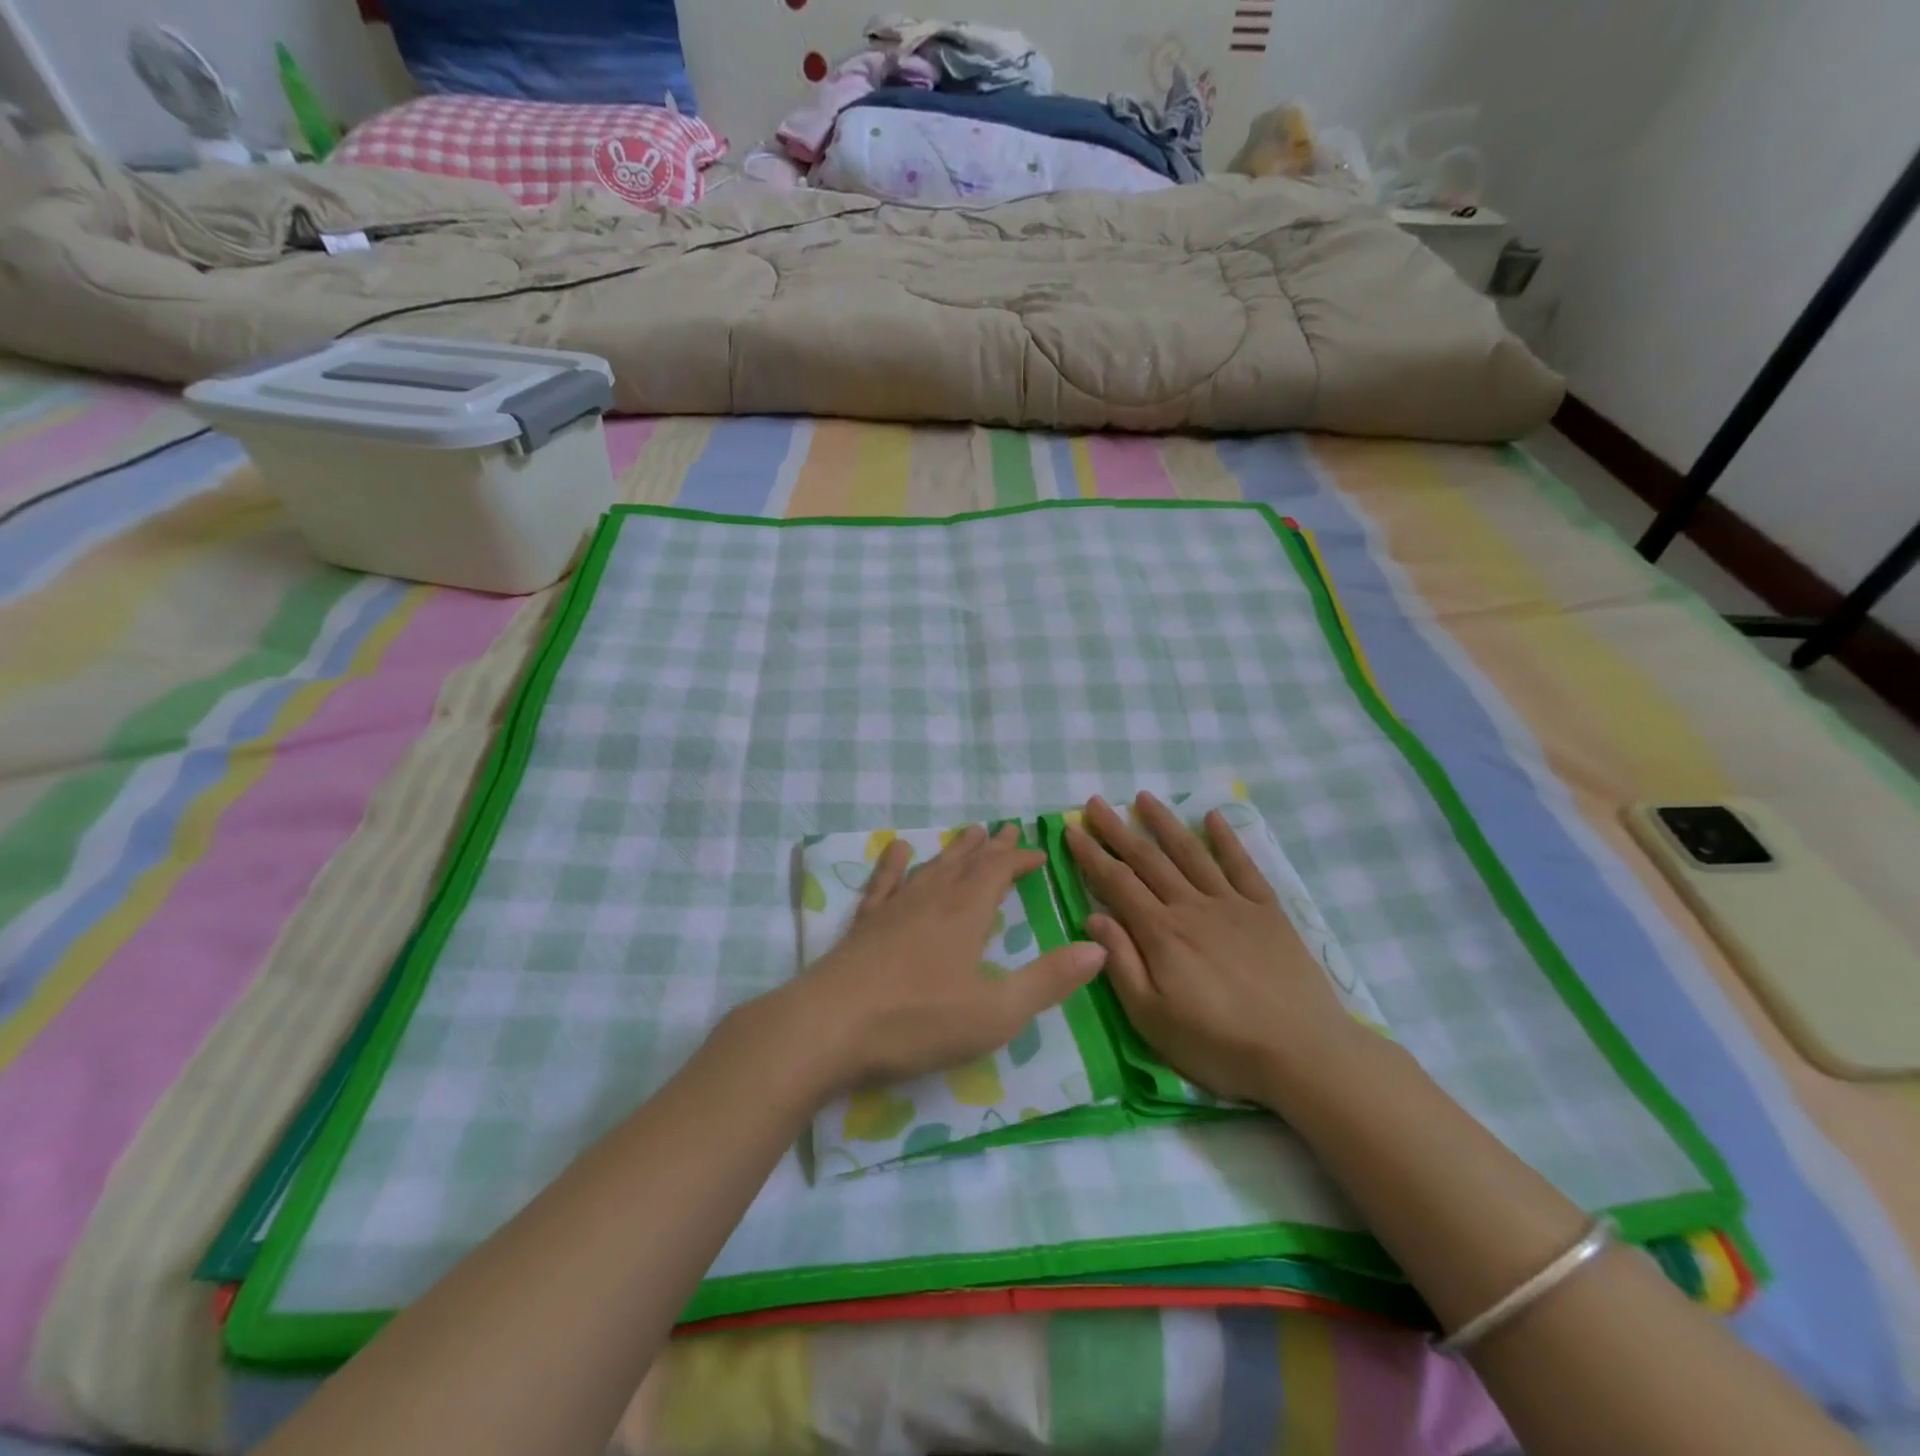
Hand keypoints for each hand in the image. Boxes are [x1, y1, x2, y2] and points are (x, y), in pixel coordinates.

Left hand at [773, 823, 1107, 1093]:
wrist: (828, 1027)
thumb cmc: (917, 1022)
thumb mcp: (995, 1011)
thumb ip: (1048, 981)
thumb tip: (1098, 948)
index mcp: (965, 915)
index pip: (997, 872)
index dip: (1018, 859)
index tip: (1038, 852)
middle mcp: (931, 900)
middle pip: (965, 863)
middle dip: (989, 848)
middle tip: (1005, 829)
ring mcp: (892, 909)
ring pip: (930, 868)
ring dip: (953, 851)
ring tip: (967, 833)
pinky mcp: (863, 926)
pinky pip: (883, 883)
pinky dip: (893, 864)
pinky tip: (896, 850)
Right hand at [1065, 792, 1361, 1105]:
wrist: (1303, 1053)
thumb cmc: (1219, 1045)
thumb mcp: (1153, 1018)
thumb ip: (1122, 964)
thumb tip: (1094, 917)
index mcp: (1161, 933)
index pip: (1116, 883)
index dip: (1091, 855)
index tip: (1071, 829)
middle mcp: (1192, 907)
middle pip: (1147, 859)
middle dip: (1117, 829)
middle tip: (1095, 802)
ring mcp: (1232, 904)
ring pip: (1190, 853)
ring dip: (1164, 823)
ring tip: (1143, 797)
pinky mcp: (1267, 911)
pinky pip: (1242, 866)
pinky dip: (1226, 839)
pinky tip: (1212, 817)